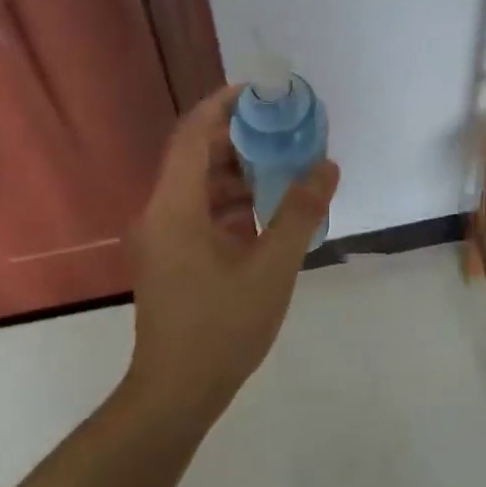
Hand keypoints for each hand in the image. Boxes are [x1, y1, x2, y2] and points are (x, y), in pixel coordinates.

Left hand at [127, 84, 339, 422]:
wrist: (175, 394)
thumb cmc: (221, 328)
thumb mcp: (271, 268)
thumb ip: (300, 213)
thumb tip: (326, 166)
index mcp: (174, 207)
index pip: (193, 133)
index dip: (224, 104)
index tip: (263, 91)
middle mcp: (159, 212)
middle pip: (195, 154)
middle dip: (239, 136)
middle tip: (284, 127)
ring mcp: (161, 236)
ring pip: (198, 184)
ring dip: (237, 170)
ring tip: (283, 164)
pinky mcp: (169, 256)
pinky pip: (198, 211)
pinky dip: (230, 201)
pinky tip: (266, 211)